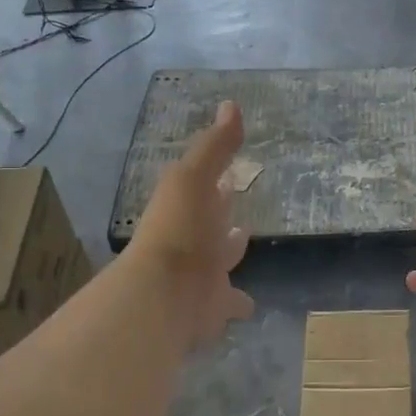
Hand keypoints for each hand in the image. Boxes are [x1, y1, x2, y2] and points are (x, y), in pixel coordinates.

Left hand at [128, 101, 254, 350]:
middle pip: (212, 229)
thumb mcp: (194, 178)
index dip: (217, 184)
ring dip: (229, 258)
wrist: (164, 293)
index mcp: (189, 210)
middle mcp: (194, 242)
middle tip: (239, 214)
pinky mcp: (211, 310)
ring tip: (244, 247)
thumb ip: (215, 147)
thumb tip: (231, 105)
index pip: (205, 191)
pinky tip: (251, 308)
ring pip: (219, 266)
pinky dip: (238, 306)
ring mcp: (202, 277)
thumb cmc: (180, 229)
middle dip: (224, 220)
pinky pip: (229, 306)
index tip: (229, 177)